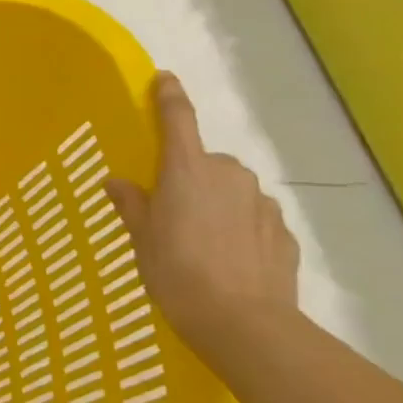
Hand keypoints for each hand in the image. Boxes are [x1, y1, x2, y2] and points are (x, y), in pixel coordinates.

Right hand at [104, 72, 300, 354]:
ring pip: (232, 190)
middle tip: (171, 211)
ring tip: (201, 242)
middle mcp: (228, 175)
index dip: (169, 96)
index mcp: (186, 170)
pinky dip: (239, 228)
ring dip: (216, 203)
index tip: (164, 78)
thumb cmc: (176, 272)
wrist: (244, 324)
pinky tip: (228, 259)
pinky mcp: (283, 232)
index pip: (177, 119)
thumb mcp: (141, 239)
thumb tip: (118, 182)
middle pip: (205, 162)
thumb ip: (131, 204)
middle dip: (190, 177)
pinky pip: (253, 218)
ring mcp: (261, 203)